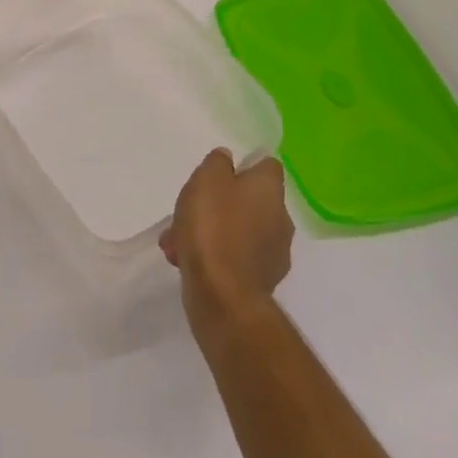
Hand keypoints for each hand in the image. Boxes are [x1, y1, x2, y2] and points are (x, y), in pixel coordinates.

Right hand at [161, 150, 292, 326]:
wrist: (223, 296)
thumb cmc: (215, 226)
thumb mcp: (208, 178)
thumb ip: (218, 162)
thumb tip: (228, 160)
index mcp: (271, 190)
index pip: (267, 166)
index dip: (246, 165)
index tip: (221, 172)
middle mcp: (280, 219)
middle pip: (250, 201)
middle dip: (219, 204)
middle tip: (190, 210)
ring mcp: (273, 255)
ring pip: (238, 231)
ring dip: (212, 232)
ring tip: (177, 241)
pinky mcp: (260, 283)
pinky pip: (235, 259)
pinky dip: (215, 257)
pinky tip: (185, 261)